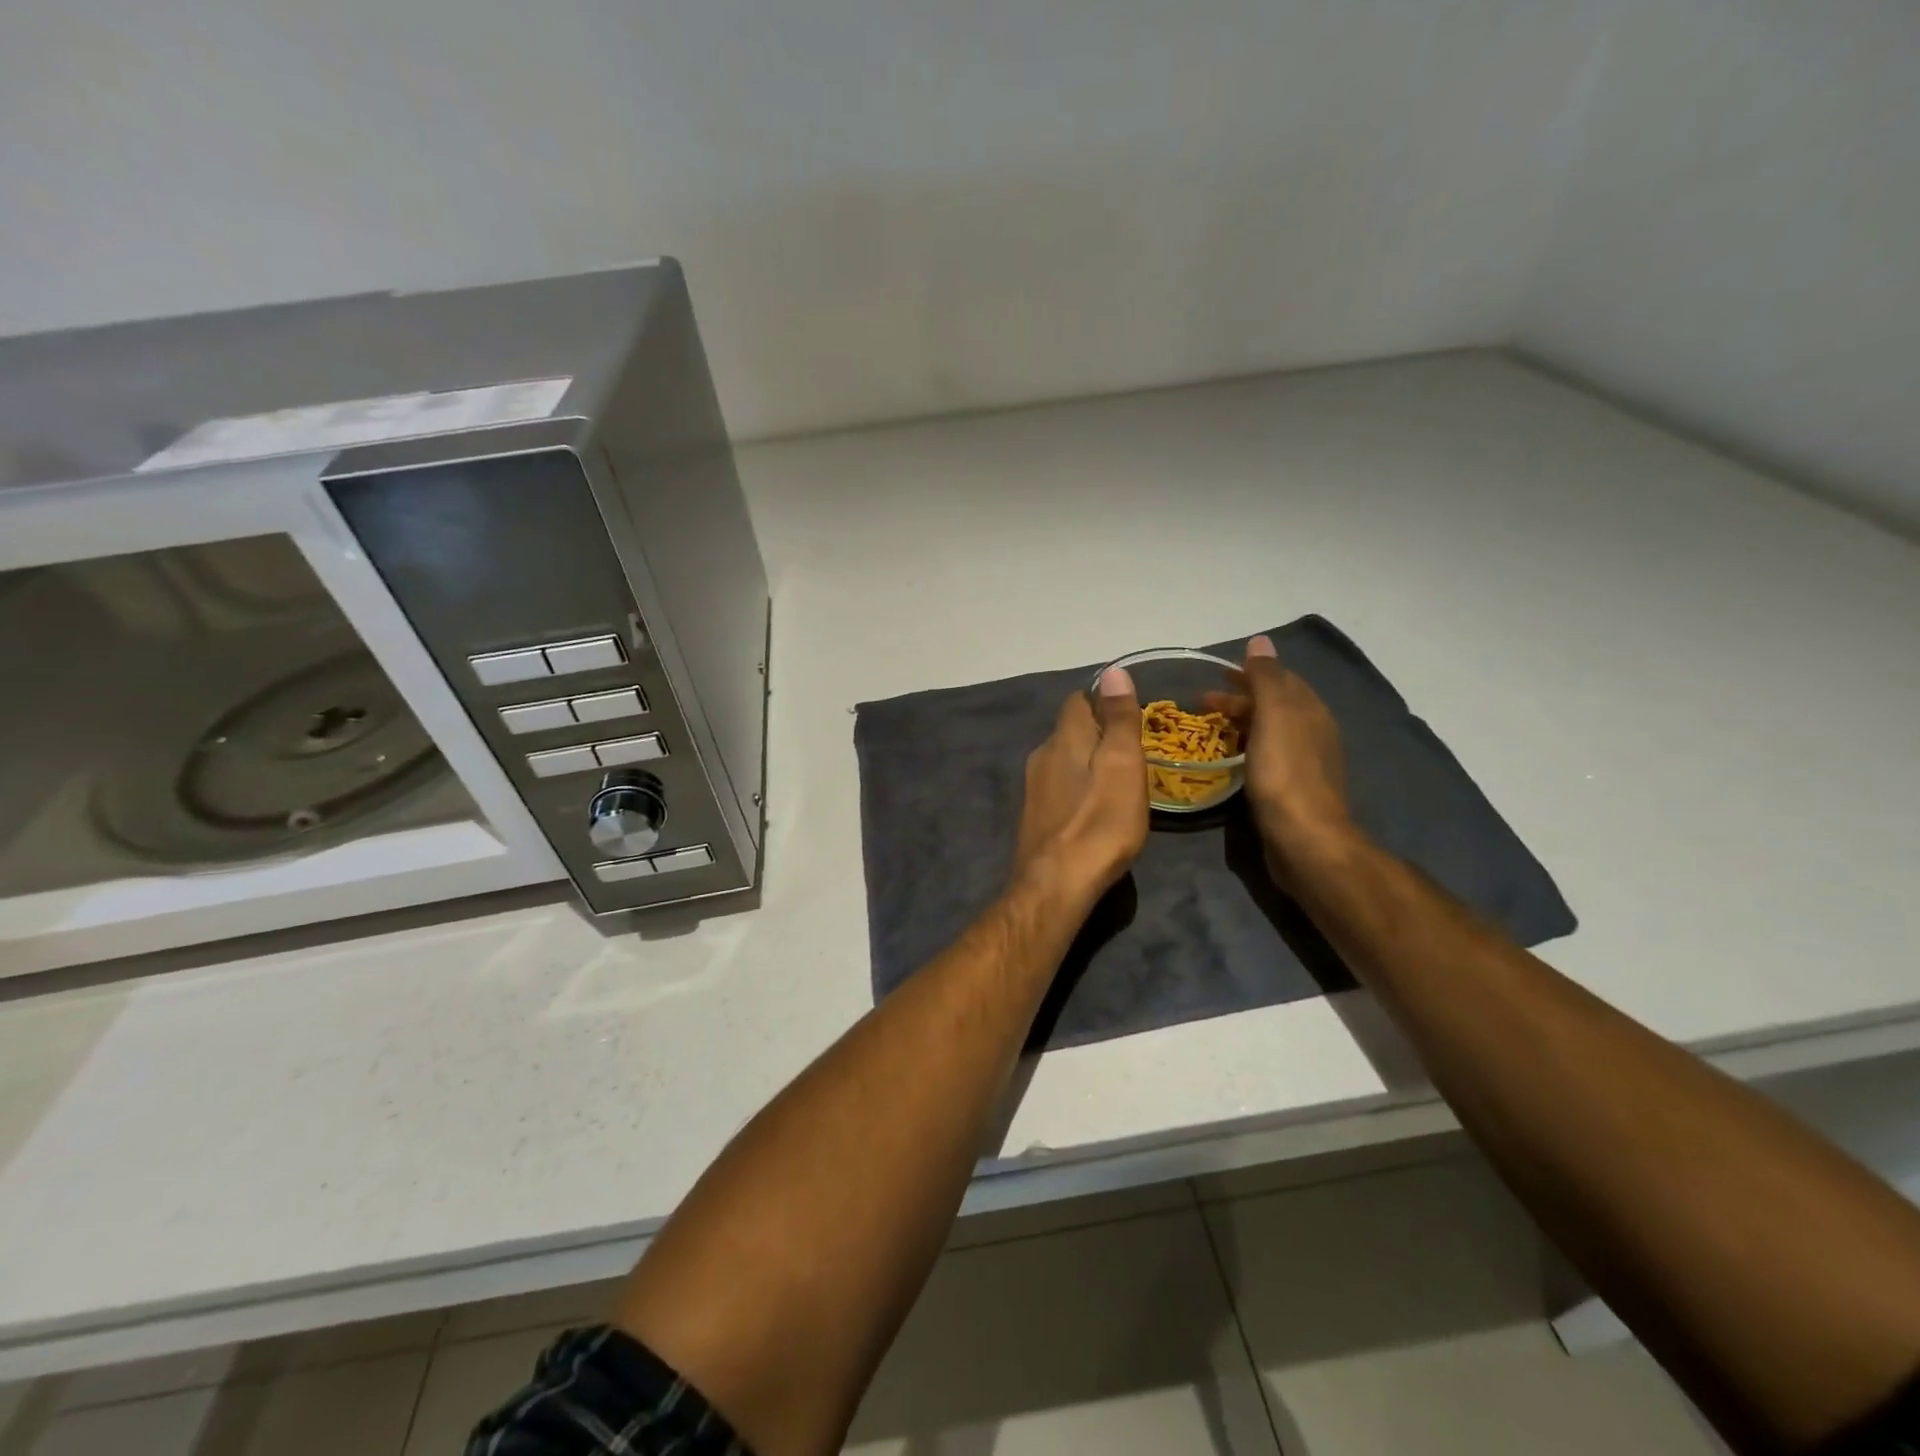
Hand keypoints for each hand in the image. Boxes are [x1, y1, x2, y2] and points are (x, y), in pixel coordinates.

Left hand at [1012, 668, 1149, 902]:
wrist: (1056, 884)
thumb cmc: (1099, 821)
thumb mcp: (1122, 764)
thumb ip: (1118, 718)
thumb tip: (1113, 671)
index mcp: (1063, 738)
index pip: (1077, 701)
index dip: (1103, 702)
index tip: (1130, 717)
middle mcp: (1041, 756)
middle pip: (1070, 731)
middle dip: (1097, 735)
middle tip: (1133, 753)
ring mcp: (1034, 789)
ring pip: (1063, 761)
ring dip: (1088, 764)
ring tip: (1119, 783)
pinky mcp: (1034, 818)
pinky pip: (1059, 790)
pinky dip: (1078, 790)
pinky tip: (1095, 811)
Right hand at [1203, 636, 1355, 887]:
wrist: (1304, 838)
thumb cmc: (1285, 773)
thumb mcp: (1274, 716)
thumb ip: (1266, 677)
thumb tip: (1260, 640)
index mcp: (1310, 711)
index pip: (1280, 679)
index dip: (1249, 672)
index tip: (1217, 673)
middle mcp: (1312, 732)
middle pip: (1273, 704)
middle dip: (1240, 698)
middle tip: (1202, 702)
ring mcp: (1303, 762)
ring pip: (1268, 730)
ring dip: (1240, 722)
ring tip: (1209, 728)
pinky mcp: (1291, 789)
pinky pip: (1265, 755)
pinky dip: (1245, 747)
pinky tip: (1228, 758)